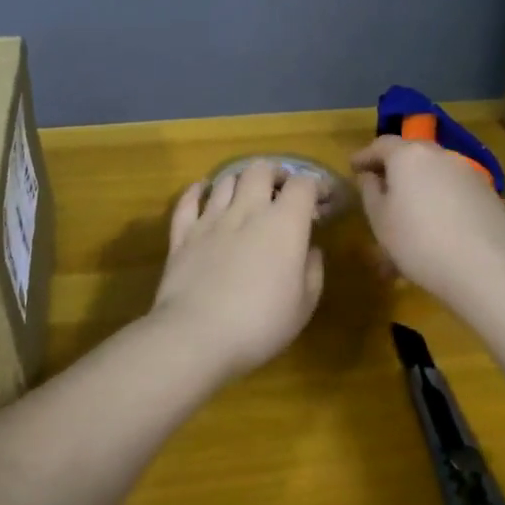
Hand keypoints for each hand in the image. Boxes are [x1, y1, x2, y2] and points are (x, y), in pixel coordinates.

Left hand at [152, 161, 324, 378]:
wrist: (197, 335)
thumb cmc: (260, 324)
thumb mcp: (303, 306)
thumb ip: (312, 271)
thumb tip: (310, 249)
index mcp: (284, 224)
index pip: (303, 185)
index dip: (315, 185)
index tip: (321, 198)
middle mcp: (247, 210)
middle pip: (260, 169)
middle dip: (275, 173)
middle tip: (282, 189)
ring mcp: (210, 219)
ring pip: (225, 180)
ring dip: (240, 180)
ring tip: (246, 193)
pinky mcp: (182, 234)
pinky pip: (188, 201)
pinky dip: (196, 191)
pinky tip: (201, 190)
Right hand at [351, 136, 504, 308]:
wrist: (486, 270)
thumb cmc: (419, 242)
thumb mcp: (380, 220)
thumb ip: (371, 191)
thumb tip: (372, 176)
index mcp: (409, 155)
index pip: (381, 145)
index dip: (365, 156)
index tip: (354, 167)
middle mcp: (441, 155)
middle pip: (412, 154)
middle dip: (395, 167)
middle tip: (382, 186)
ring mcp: (470, 173)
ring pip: (437, 173)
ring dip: (421, 185)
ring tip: (412, 213)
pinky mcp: (491, 195)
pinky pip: (457, 190)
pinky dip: (443, 200)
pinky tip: (441, 225)